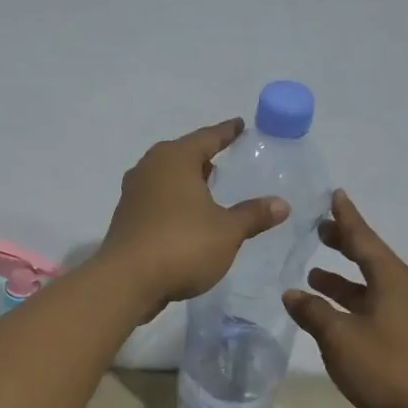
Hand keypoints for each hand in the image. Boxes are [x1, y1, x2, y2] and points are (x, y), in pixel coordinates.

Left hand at [101, 119, 288, 307]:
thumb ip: (253, 215)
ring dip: (185, 181)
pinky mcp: (126, 219)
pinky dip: (173, 202)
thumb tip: (281, 204)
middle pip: (182, 155)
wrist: (126, 282)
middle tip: (223, 159)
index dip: (226, 132)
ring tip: (207, 188)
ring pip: (166, 178)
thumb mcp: (227, 231)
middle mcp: (149, 168)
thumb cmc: (182, 245)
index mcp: (175, 159)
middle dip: (202, 157)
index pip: (207, 137)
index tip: (239, 125)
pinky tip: (186, 217)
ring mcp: (133, 194)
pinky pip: (156, 200)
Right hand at [283, 191, 407, 407]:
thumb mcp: (340, 338)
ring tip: (313, 273)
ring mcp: (402, 316)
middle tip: (319, 230)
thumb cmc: (387, 368)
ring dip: (341, 279)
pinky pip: (367, 309)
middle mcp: (400, 291)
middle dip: (344, 244)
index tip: (335, 194)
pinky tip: (326, 314)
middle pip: (368, 259)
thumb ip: (314, 312)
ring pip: (366, 287)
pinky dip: (346, 304)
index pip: (363, 239)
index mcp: (391, 280)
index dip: (347, 217)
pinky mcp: (399, 339)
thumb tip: (292, 293)